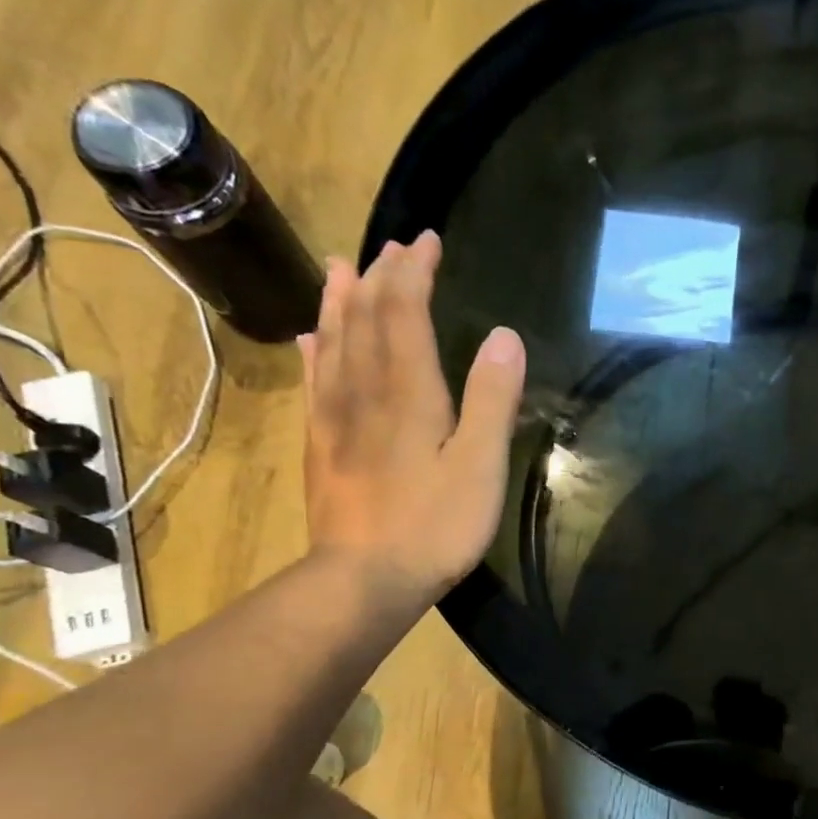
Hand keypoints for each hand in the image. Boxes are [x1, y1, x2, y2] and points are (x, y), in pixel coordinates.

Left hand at [299, 233, 524, 614]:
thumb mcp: (481, 465)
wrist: (365, 578)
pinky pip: (314, 382)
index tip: (427, 240)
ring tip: (341, 267)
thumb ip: (492, 399)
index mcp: (409, 392)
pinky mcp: (321, 446)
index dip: (414, 272)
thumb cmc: (436, 524)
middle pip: (364, 318)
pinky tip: (310, 339)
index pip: (404, 312)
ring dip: (339, 300)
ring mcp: (334, 418)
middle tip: (393, 247)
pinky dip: (315, 351)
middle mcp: (364, 391)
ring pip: (332, 342)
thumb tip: (506, 335)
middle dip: (379, 276)